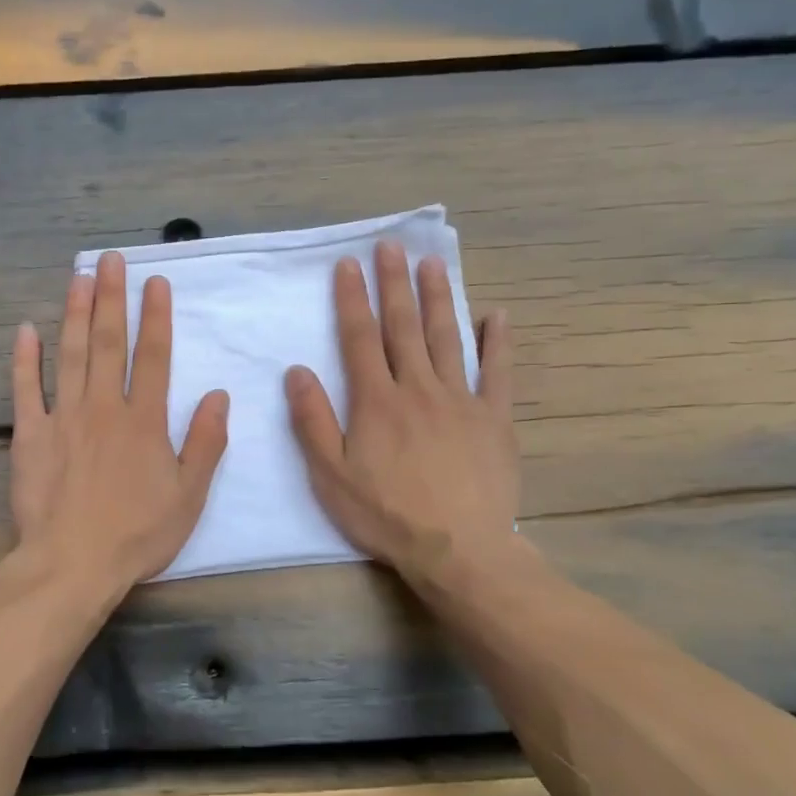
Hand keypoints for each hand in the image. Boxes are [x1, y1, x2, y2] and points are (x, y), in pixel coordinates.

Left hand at [11, 252, 229, 596]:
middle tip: (112, 259)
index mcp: (144, 421)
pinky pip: (26, 389)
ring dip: (75, 313)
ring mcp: (64, 418)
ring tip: (79, 276)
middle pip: (109, 343)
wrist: (73, 563)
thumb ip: (206, 443)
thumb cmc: (137, 534)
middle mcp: (104, 408)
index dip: (156, 317)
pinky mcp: (30, 434)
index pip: (154, 357)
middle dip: (112, 298)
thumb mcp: (189, 496)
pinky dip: (24, 359)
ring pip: (70, 354)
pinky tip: (26, 329)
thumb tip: (219, 395)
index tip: (155, 282)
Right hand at [284, 240, 518, 585]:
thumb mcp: (331, 475)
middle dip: (395, 284)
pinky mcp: (495, 419)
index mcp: (376, 401)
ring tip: (433, 264)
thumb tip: (297, 371)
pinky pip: (498, 373)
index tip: (349, 265)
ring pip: (447, 339)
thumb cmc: (386, 514)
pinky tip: (496, 316)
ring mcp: (461, 400)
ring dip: (438, 298)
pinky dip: (497, 343)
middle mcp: (418, 388)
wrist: (458, 550)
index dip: (352, 299)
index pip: (359, 338)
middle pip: (403, 327)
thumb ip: (313, 421)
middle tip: (391, 246)